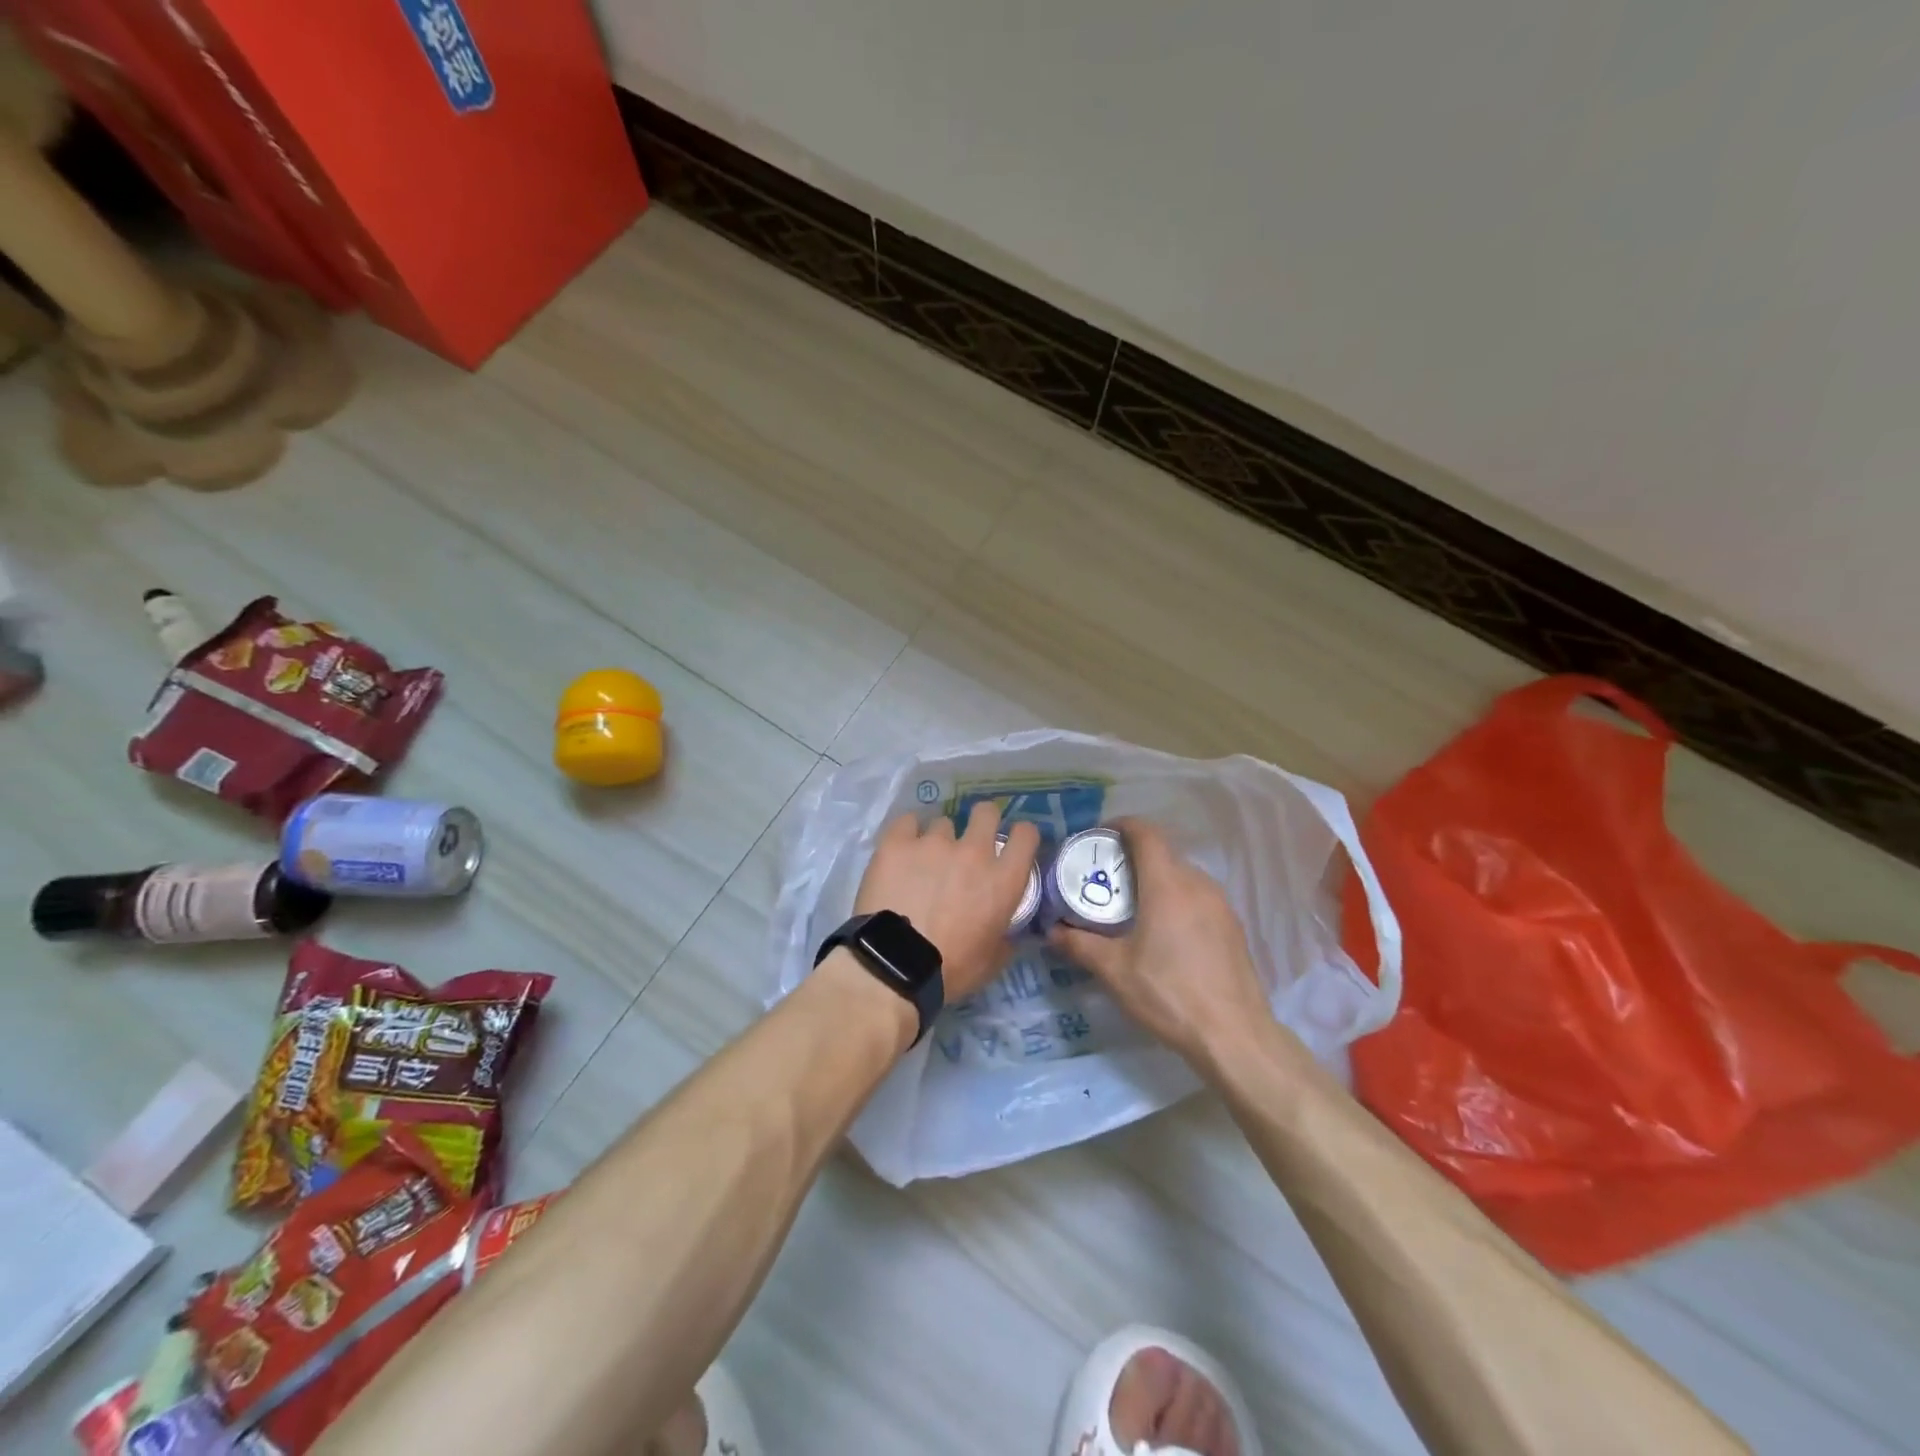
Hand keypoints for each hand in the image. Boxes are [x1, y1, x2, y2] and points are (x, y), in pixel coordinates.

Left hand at [854, 803, 1040, 1000]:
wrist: (894, 965)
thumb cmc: (950, 969)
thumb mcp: (992, 961)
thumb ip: (1006, 937)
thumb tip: (1008, 932)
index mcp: (1002, 880)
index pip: (1026, 835)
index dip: (1021, 835)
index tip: (1011, 844)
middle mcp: (973, 852)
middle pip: (986, 812)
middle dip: (982, 821)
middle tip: (970, 842)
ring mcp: (933, 843)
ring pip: (942, 823)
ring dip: (938, 839)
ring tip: (924, 861)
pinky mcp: (897, 843)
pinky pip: (907, 822)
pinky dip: (907, 833)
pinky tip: (901, 850)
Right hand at [1050, 819, 1274, 1066]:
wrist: (1234, 1036)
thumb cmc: (1168, 994)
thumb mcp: (1114, 970)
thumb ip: (1079, 945)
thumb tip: (1052, 931)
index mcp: (1167, 884)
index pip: (1146, 833)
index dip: (1122, 825)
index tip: (1099, 836)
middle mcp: (1198, 884)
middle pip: (1163, 853)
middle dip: (1133, 858)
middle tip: (1106, 879)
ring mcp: (1221, 905)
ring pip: (1183, 876)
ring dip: (1156, 880)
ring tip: (1132, 906)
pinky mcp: (1233, 926)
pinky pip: (1199, 897)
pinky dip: (1177, 899)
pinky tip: (1165, 932)